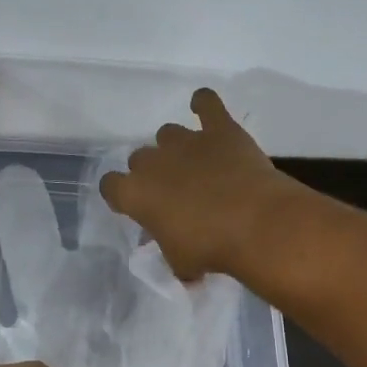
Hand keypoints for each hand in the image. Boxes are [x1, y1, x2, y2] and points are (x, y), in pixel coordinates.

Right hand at [100, 88, 302, 279]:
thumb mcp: (180, 262)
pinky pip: (206, 103)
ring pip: (168, 134)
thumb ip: (171, 252)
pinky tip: (203, 107)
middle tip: (175, 192)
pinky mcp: (219, 129)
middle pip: (140, 158)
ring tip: (196, 165)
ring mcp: (186, 141)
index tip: (135, 205)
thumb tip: (181, 262)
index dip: (121, 195)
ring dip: (176, 147)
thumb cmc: (210, 249)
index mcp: (136, 193)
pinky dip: (203, 103)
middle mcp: (154, 161)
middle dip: (153, 172)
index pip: (110, 185)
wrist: (255, 224)